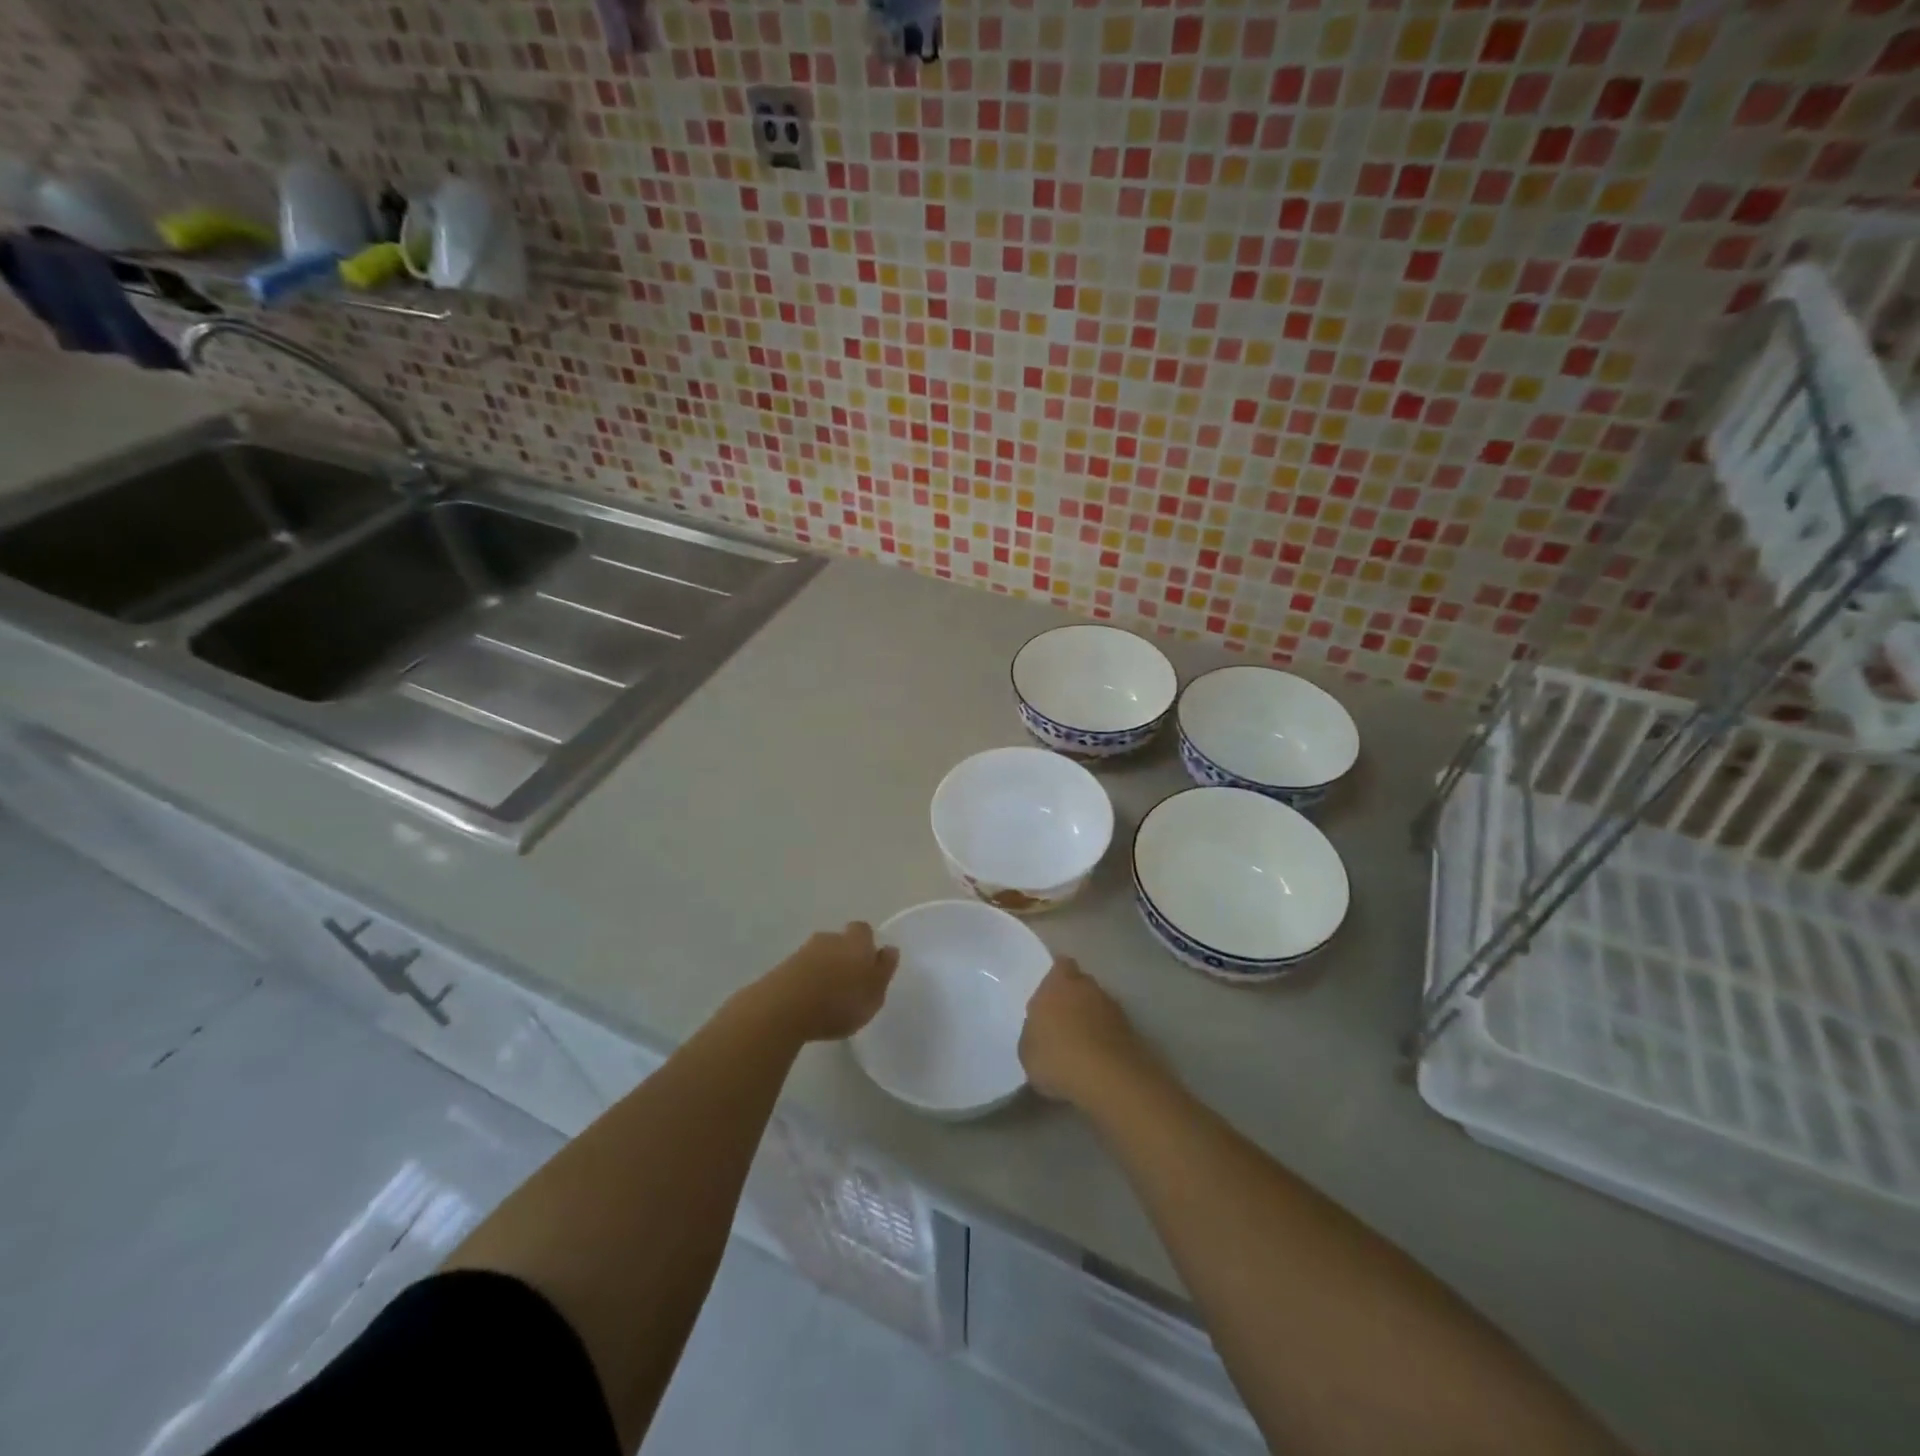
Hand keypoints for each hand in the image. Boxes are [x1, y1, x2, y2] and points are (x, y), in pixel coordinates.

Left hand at [756, 922, 899, 1042]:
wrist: (784, 1008)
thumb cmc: (839, 1002)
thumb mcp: (874, 994)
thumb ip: (884, 971)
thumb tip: (889, 949)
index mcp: (856, 942)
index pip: (864, 931)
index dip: (866, 945)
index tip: (868, 965)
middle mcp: (830, 939)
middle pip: (840, 941)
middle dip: (844, 957)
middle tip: (848, 983)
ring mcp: (803, 951)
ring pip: (819, 955)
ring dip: (823, 970)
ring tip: (826, 997)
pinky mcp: (782, 968)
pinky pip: (801, 971)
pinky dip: (806, 981)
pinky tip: (807, 1003)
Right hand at [1019, 956, 1153, 1105]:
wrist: (1108, 1079)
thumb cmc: (1057, 1058)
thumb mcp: (1027, 1050)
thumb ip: (1033, 1032)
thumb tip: (1040, 1030)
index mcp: (1057, 983)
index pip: (1060, 966)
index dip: (1056, 979)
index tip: (1049, 997)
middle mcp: (1087, 987)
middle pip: (1081, 984)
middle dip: (1073, 998)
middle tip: (1062, 1022)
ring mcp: (1112, 1007)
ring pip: (1098, 1006)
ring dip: (1091, 1019)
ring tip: (1081, 1046)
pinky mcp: (1131, 1030)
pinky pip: (1112, 1028)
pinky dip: (1106, 1038)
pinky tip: (1097, 1060)